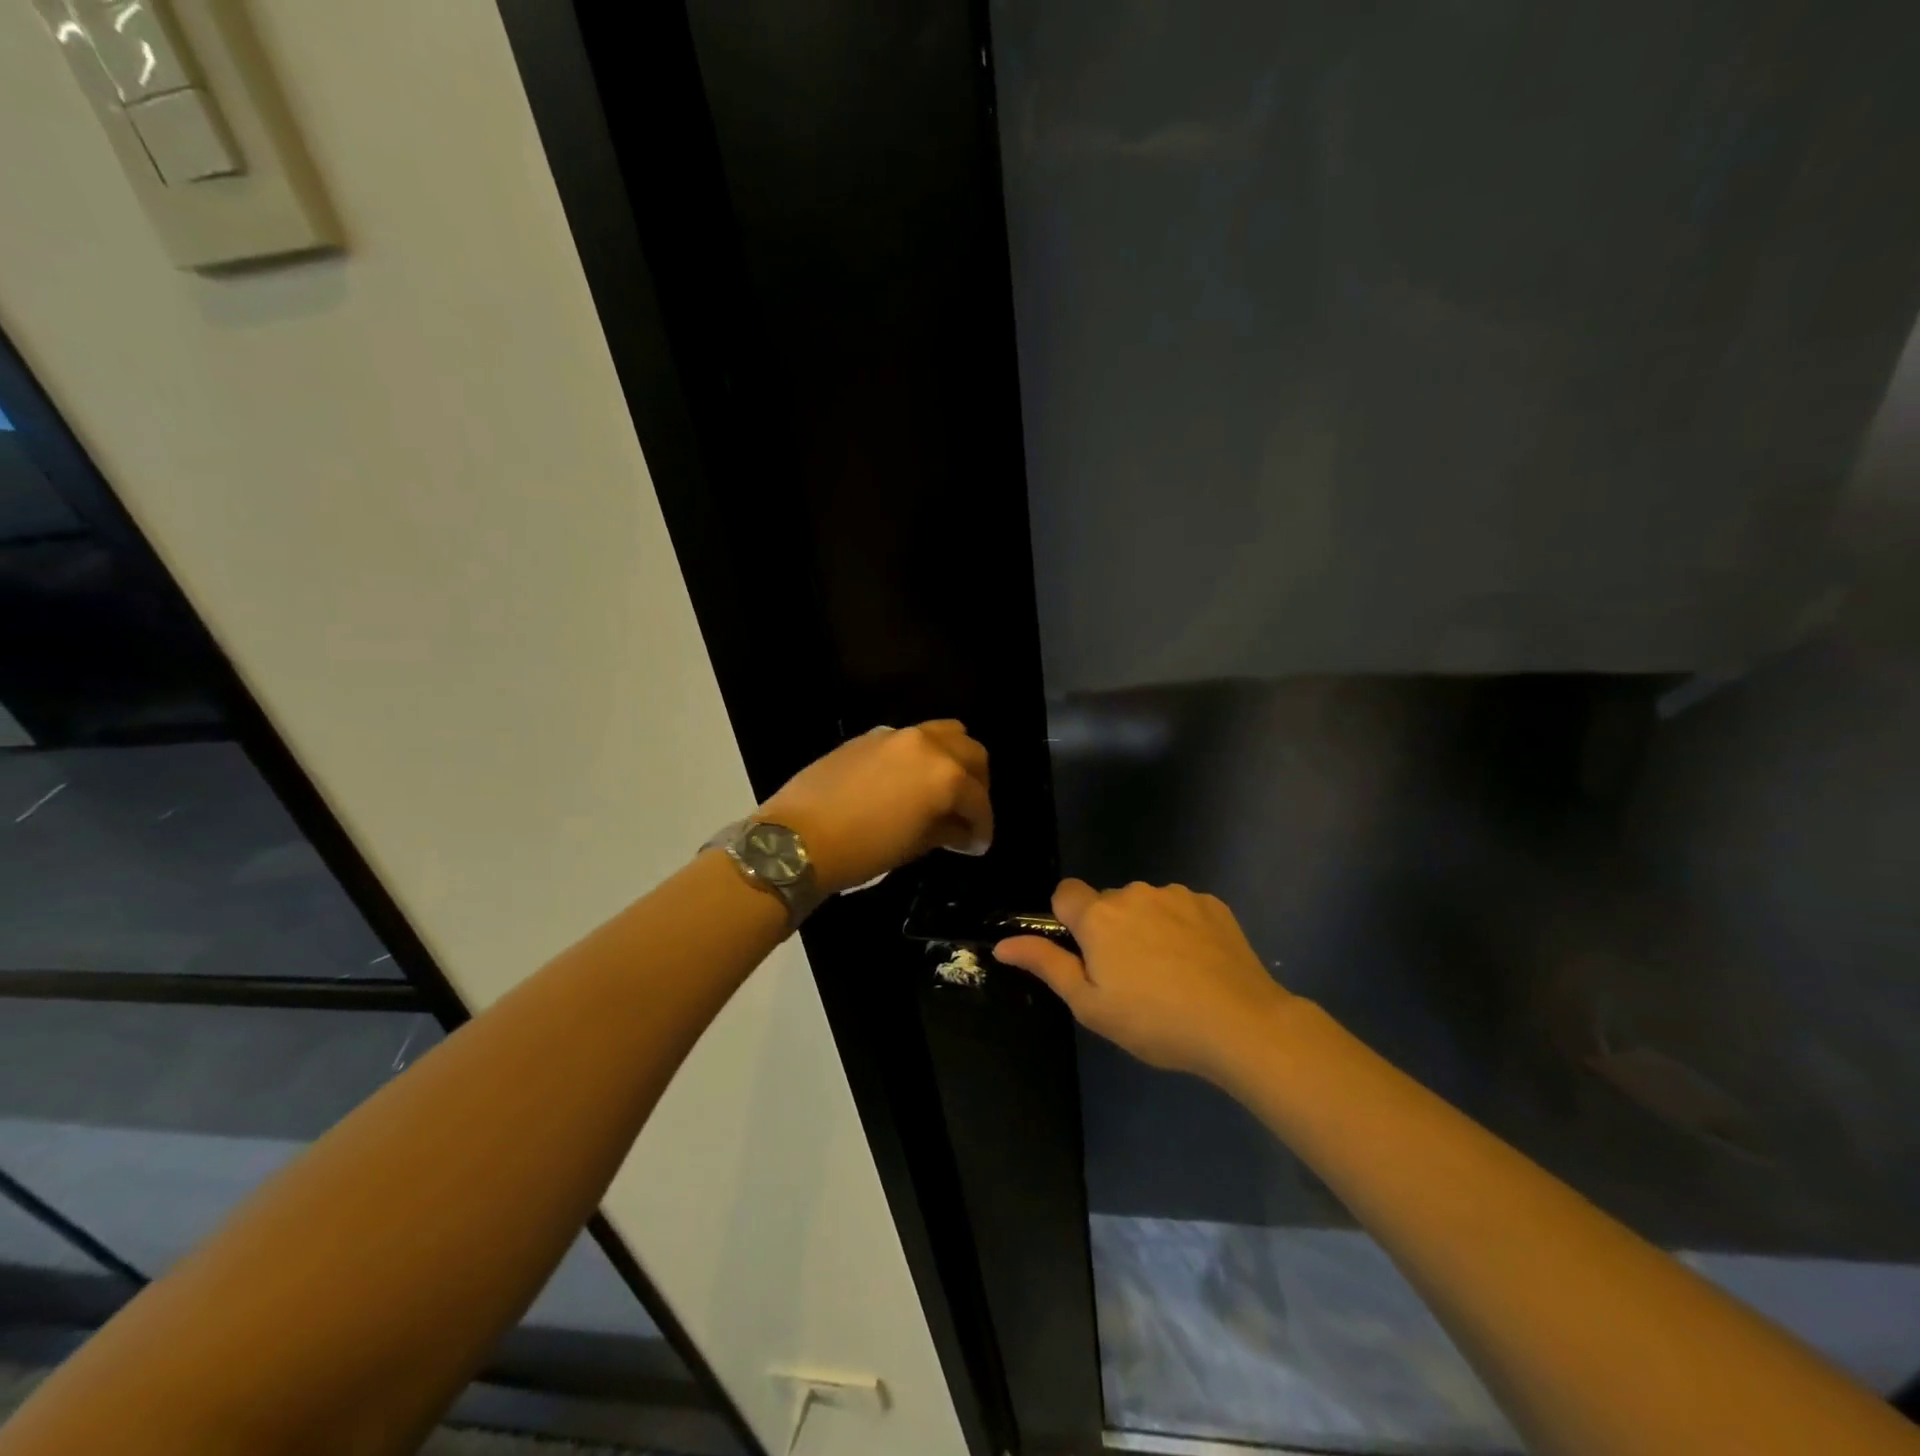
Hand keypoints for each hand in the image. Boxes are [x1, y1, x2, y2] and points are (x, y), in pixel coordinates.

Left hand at [757, 721, 991, 895]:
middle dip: (976, 783)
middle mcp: (927, 746)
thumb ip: (947, 831)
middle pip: (971, 752)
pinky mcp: (870, 736)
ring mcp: (897, 735)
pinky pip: (910, 738)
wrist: (797, 838)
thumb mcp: (914, 846)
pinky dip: (921, 755)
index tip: (978, 844)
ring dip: (953, 758)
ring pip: (945, 733)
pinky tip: (907, 781)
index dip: (983, 826)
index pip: (978, 800)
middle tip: (967, 812)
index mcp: (945, 776)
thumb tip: (964, 832)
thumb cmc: (863, 850)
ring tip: (943, 788)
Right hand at [995, 879, 1291, 1080]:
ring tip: (1170, 974)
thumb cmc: (1155, 1021)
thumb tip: (1004, 944)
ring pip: (1145, 905)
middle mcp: (1133, 893)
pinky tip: (1198, 964)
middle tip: (1130, 978)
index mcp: (1098, 916)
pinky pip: (1180, 908)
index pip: (1065, 893)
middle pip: (1107, 902)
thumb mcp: (1091, 1005)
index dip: (1068, 920)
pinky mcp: (1210, 903)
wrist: (1240, 1024)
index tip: (1086, 954)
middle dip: (1110, 929)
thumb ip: (1046, 965)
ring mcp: (1175, 895)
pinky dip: (1181, 928)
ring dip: (1146, 927)